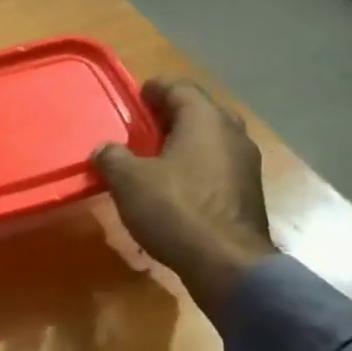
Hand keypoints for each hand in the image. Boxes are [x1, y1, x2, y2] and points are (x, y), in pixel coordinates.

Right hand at [92, 78, 275, 320]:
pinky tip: (176, 186)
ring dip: (184, 143)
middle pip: (199, 112)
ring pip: (211, 140)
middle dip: (171, 116)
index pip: (179, 87)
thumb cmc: (176, 210)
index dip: (155, 88)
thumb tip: (104, 149)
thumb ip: (112, 158)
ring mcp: (245, 163)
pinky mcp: (247, 192)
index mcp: (205, 119)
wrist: (226, 263)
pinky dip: (196, 167)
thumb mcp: (129, 182)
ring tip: (155, 158)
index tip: (136, 96)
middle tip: (143, 128)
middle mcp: (232, 133)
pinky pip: (217, 166)